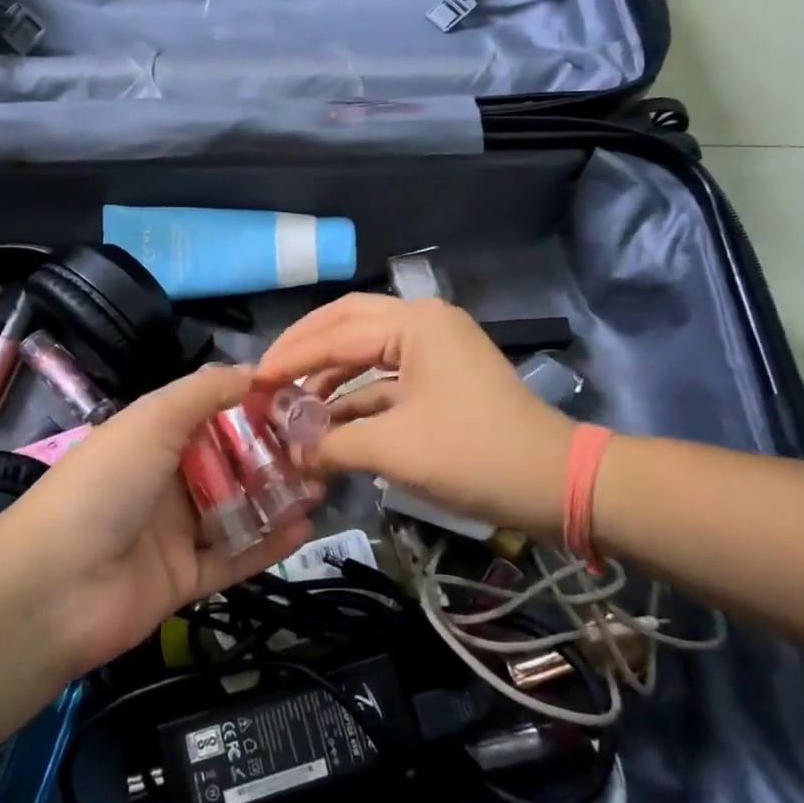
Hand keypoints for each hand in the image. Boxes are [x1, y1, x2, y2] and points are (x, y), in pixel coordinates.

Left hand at [2, 365, 311, 672]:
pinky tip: (304, 528)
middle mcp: (165, 480)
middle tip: (321, 447)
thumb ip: (204, 391)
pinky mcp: (184, 580)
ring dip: (278, 497)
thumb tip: (253, 371)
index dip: (253, 406)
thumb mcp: (153, 419)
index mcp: (153, 437)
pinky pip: (234, 558)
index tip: (298, 400)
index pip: (212, 414)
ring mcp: (174, 533)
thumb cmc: (107, 483)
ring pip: (237, 510)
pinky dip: (268, 544)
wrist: (55, 587)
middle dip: (274, 453)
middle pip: (230, 462)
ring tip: (322, 483)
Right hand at [258, 296, 573, 535]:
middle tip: (266, 374)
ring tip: (290, 400)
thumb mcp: (394, 449)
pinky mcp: (441, 375)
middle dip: (305, 348)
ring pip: (367, 349)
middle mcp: (422, 321)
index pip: (334, 334)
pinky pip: (387, 375)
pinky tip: (327, 418)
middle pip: (348, 323)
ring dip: (329, 373)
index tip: (249, 380)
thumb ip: (332, 444)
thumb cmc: (472, 454)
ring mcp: (435, 347)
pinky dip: (357, 394)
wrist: (554, 481)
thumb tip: (290, 453)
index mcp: (413, 323)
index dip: (289, 358)